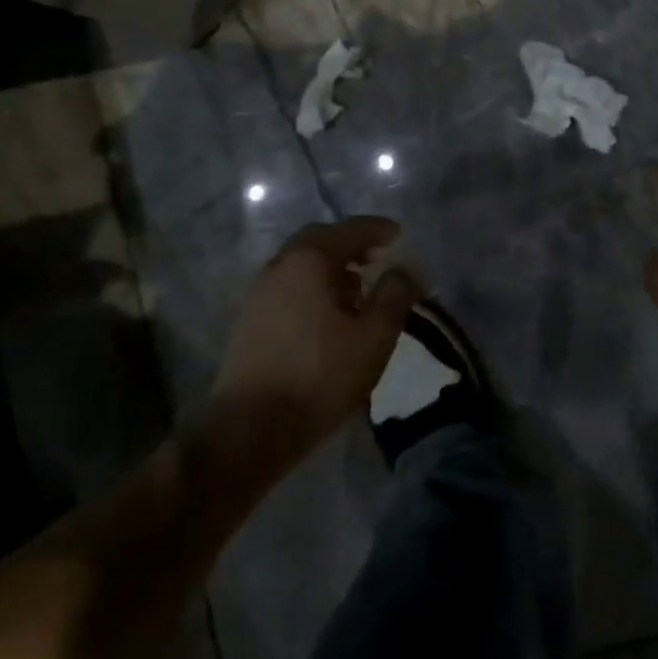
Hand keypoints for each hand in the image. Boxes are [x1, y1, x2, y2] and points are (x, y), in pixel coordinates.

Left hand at [205, 218, 420, 478]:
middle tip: (377, 257)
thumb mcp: (374, 336)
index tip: (398, 234)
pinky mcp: (249, 320)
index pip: (350, 229)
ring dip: (330, 267)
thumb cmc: (319, 376)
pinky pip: (288, 286)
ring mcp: (259, 293)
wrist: (249, 429)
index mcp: (310, 260)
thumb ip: (395, 295)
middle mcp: (280, 266)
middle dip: (351, 244)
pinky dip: (313, 286)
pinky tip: (328, 316)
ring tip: (358, 290)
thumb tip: (408, 268)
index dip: (377, 229)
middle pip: (319, 240)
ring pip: (300, 264)